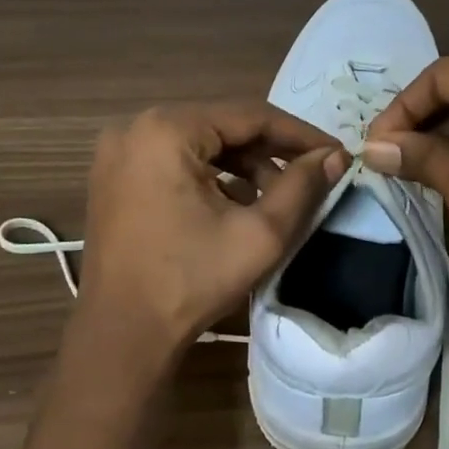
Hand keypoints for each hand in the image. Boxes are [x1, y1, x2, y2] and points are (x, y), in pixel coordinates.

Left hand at [77, 102, 346, 359]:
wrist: (122, 334)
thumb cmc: (191, 280)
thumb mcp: (260, 233)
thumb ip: (303, 187)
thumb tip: (336, 156)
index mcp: (167, 130)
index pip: (250, 115)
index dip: (300, 134)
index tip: (335, 152)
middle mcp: (136, 128)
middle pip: (222, 127)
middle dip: (270, 153)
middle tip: (310, 178)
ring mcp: (118, 154)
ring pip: (200, 146)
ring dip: (242, 167)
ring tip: (276, 199)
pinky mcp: (113, 179)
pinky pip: (175, 163)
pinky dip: (211, 178)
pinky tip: (236, 207)